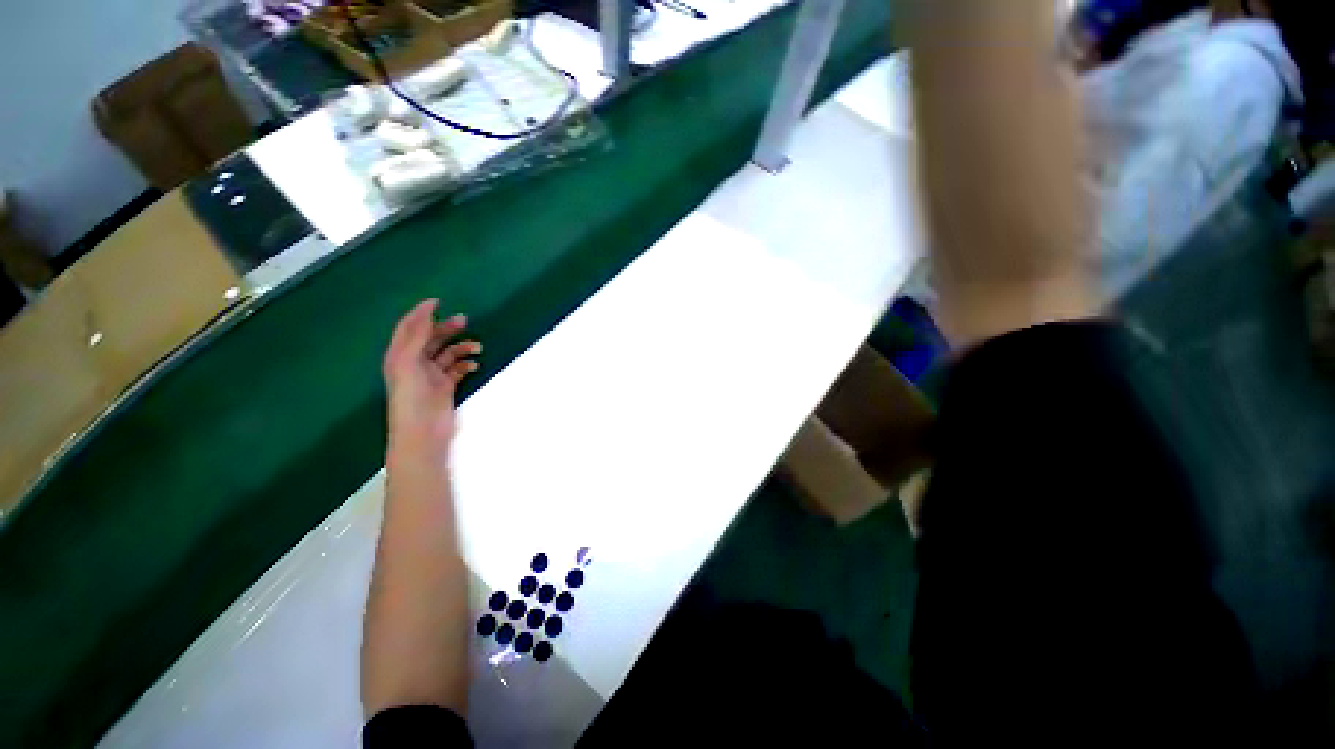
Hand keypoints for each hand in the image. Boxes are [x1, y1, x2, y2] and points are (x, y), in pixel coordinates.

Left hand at [383, 300, 480, 456]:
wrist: (422, 432)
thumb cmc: (411, 397)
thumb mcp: (409, 363)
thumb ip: (416, 337)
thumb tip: (426, 314)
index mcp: (400, 355)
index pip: (409, 328)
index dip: (421, 313)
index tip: (438, 301)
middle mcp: (414, 363)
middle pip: (431, 338)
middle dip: (447, 328)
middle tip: (465, 320)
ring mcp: (431, 375)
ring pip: (448, 353)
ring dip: (462, 347)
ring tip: (477, 348)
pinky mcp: (445, 386)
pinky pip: (457, 369)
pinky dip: (466, 364)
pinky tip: (474, 365)